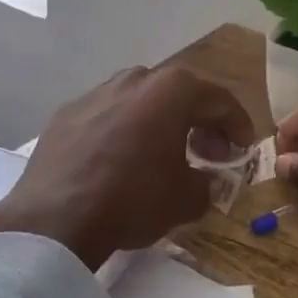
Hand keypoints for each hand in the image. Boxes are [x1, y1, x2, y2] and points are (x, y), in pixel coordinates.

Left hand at [0, 66, 255, 269]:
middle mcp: (135, 78)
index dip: (238, 125)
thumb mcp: (187, 199)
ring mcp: (96, 91)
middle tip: (209, 151)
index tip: (243, 148)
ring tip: (163, 153)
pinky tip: (121, 160)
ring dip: (159, 122)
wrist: (54, 219)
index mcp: (172, 90)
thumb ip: (208, 182)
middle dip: (199, 120)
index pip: (219, 100)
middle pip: (179, 94)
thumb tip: (206, 179)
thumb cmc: (133, 200)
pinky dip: (123, 130)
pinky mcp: (66, 112)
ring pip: (140, 100)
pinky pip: (108, 115)